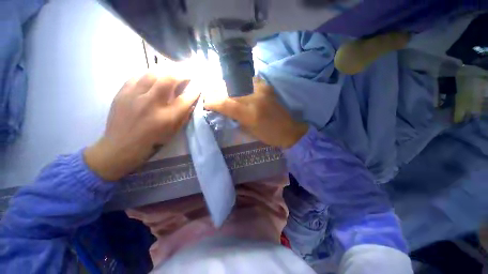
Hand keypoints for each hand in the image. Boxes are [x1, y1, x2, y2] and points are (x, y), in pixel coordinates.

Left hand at [84, 73, 199, 180]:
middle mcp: (151, 104)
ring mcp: (134, 96)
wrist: (120, 146)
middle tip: (187, 72)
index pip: (186, 99)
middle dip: (182, 73)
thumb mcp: (173, 132)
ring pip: (152, 73)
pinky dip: (149, 74)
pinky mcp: (122, 93)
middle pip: (169, 79)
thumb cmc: (152, 142)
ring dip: (166, 70)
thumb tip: (190, 102)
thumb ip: (183, 116)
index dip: (195, 91)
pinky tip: (153, 76)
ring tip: (172, 71)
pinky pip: (137, 76)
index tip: (199, 87)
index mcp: (167, 117)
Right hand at [204, 78, 307, 147]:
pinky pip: (248, 81)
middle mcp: (255, 98)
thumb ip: (235, 118)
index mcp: (250, 114)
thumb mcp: (249, 131)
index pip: (225, 103)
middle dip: (216, 92)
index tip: (205, 103)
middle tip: (209, 95)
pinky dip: (239, 84)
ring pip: (237, 83)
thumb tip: (222, 109)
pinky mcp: (267, 87)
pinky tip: (236, 88)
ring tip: (220, 91)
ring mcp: (262, 90)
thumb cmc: (268, 136)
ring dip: (226, 87)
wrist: (289, 130)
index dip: (212, 102)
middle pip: (229, 91)